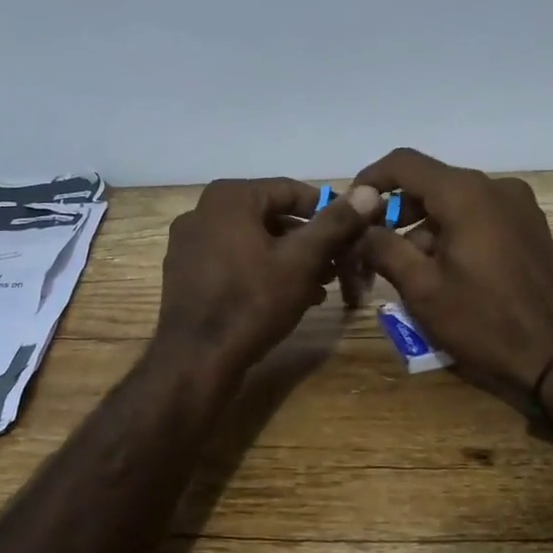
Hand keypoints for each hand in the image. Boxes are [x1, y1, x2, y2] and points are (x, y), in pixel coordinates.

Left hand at [154, 178, 380, 386]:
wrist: (195, 360)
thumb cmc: (252, 302)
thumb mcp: (302, 261)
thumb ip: (335, 224)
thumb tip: (368, 191)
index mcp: (229, 197)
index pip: (291, 191)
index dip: (328, 212)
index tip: (352, 236)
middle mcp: (202, 211)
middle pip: (271, 216)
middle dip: (308, 241)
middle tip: (337, 267)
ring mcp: (189, 243)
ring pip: (253, 240)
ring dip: (288, 259)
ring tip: (318, 287)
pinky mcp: (185, 272)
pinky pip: (232, 260)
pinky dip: (261, 271)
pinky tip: (286, 298)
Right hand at [355, 149, 552, 402]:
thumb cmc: (483, 321)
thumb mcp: (422, 288)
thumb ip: (383, 247)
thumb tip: (361, 225)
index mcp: (465, 194)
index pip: (404, 163)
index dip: (371, 179)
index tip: (351, 206)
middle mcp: (494, 187)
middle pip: (430, 183)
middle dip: (397, 211)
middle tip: (374, 246)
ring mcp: (518, 205)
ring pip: (455, 201)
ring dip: (424, 226)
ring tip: (408, 269)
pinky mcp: (530, 226)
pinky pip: (479, 215)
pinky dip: (453, 231)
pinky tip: (444, 270)